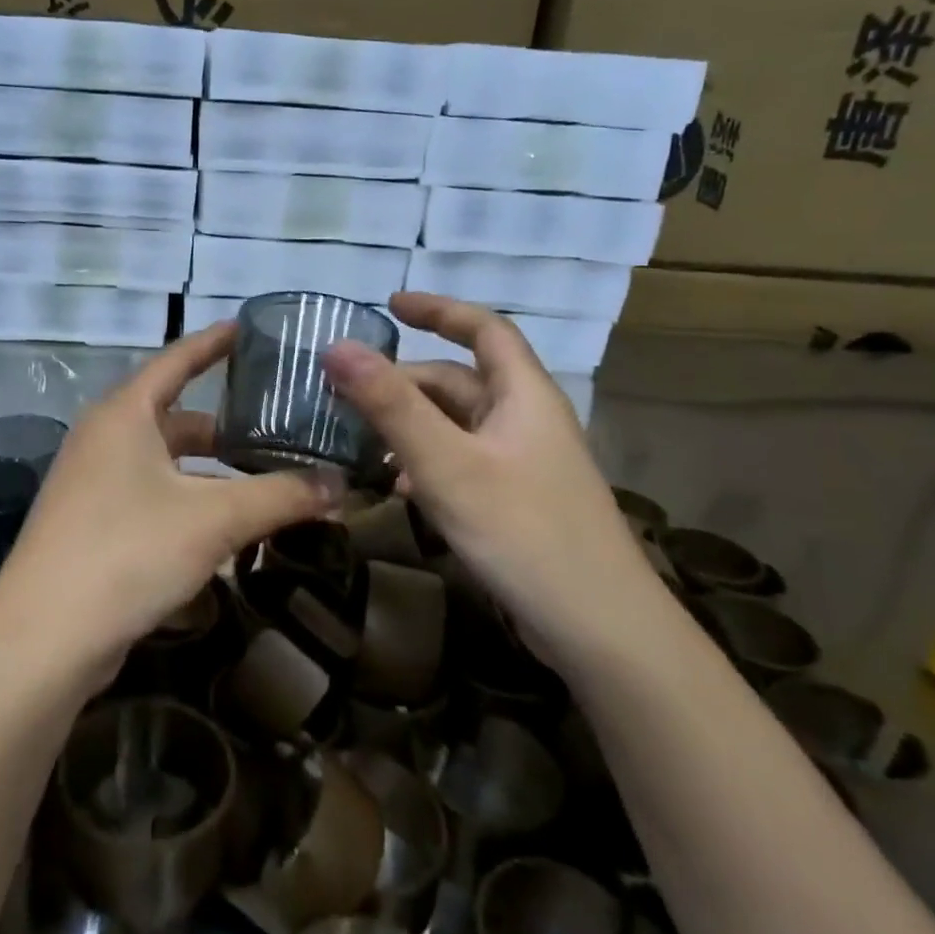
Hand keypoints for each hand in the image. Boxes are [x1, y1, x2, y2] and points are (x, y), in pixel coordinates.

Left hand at [0, 323, 342, 672]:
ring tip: (260, 481)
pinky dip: (187, 501)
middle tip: (275, 427)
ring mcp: (90, 485)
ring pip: (163, 462)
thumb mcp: (215, 518)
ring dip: (208, 470)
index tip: (249, 328)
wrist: (45, 638)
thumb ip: (282, 495)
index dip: (213, 343)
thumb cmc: (129, 552)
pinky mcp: (89, 526)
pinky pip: (149, 496)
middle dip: (223, 424)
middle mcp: (101, 440)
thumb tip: (342, 484)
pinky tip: (221, 528)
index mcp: (124, 415)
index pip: (176, 360)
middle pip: (173, 416)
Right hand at [322, 292, 671, 663]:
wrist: (598, 628)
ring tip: (360, 442)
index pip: (484, 329)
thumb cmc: (523, 531)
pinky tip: (397, 490)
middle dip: (405, 383)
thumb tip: (336, 347)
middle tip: (347, 394)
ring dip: (410, 427)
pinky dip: (426, 465)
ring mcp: (523, 465)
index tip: (390, 305)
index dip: (440, 310)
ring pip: (457, 427)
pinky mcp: (516, 503)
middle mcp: (525, 421)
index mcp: (523, 395)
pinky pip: (462, 465)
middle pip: (461, 382)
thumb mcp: (446, 464)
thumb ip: (391, 405)